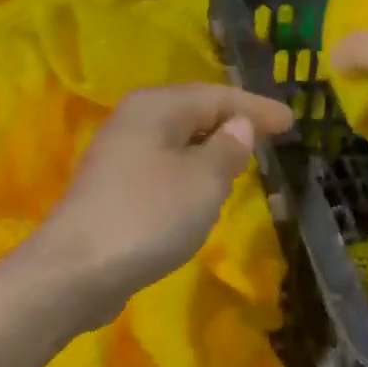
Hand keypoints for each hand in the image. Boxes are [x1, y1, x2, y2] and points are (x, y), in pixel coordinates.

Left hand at [24, 83, 293, 325]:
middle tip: (268, 135)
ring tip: (240, 159)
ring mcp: (117, 156)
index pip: (217, 96)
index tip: (290, 121)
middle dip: (231, 123)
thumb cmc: (149, 216)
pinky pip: (162, 168)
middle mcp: (133, 121)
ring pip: (175, 142)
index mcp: (156, 107)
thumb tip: (238, 126)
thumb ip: (227, 149)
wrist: (77, 270)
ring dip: (208, 149)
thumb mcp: (203, 182)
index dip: (256, 108)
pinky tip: (200, 190)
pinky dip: (188, 173)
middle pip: (192, 113)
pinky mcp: (112, 189)